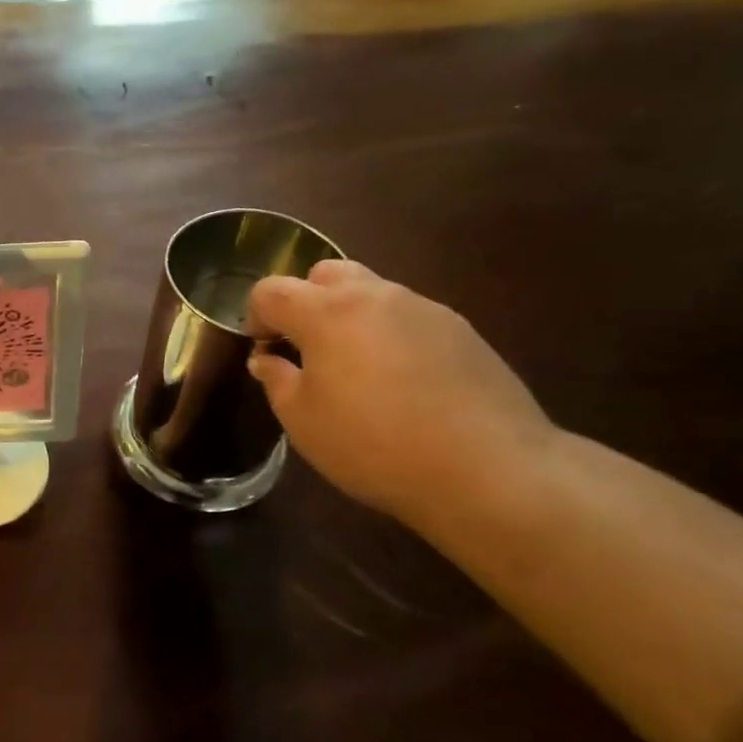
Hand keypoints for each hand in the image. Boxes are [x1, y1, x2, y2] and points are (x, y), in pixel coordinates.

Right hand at [246, 260, 557, 524]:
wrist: (485, 467)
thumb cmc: (373, 444)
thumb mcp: (303, 421)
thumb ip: (277, 380)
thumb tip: (267, 359)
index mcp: (327, 312)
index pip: (272, 290)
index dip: (256, 316)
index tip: (264, 350)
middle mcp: (375, 295)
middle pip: (325, 274)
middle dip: (305, 302)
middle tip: (307, 350)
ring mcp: (423, 307)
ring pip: (371, 292)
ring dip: (349, 317)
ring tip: (356, 370)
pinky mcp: (460, 329)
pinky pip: (407, 317)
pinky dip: (389, 335)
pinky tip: (402, 383)